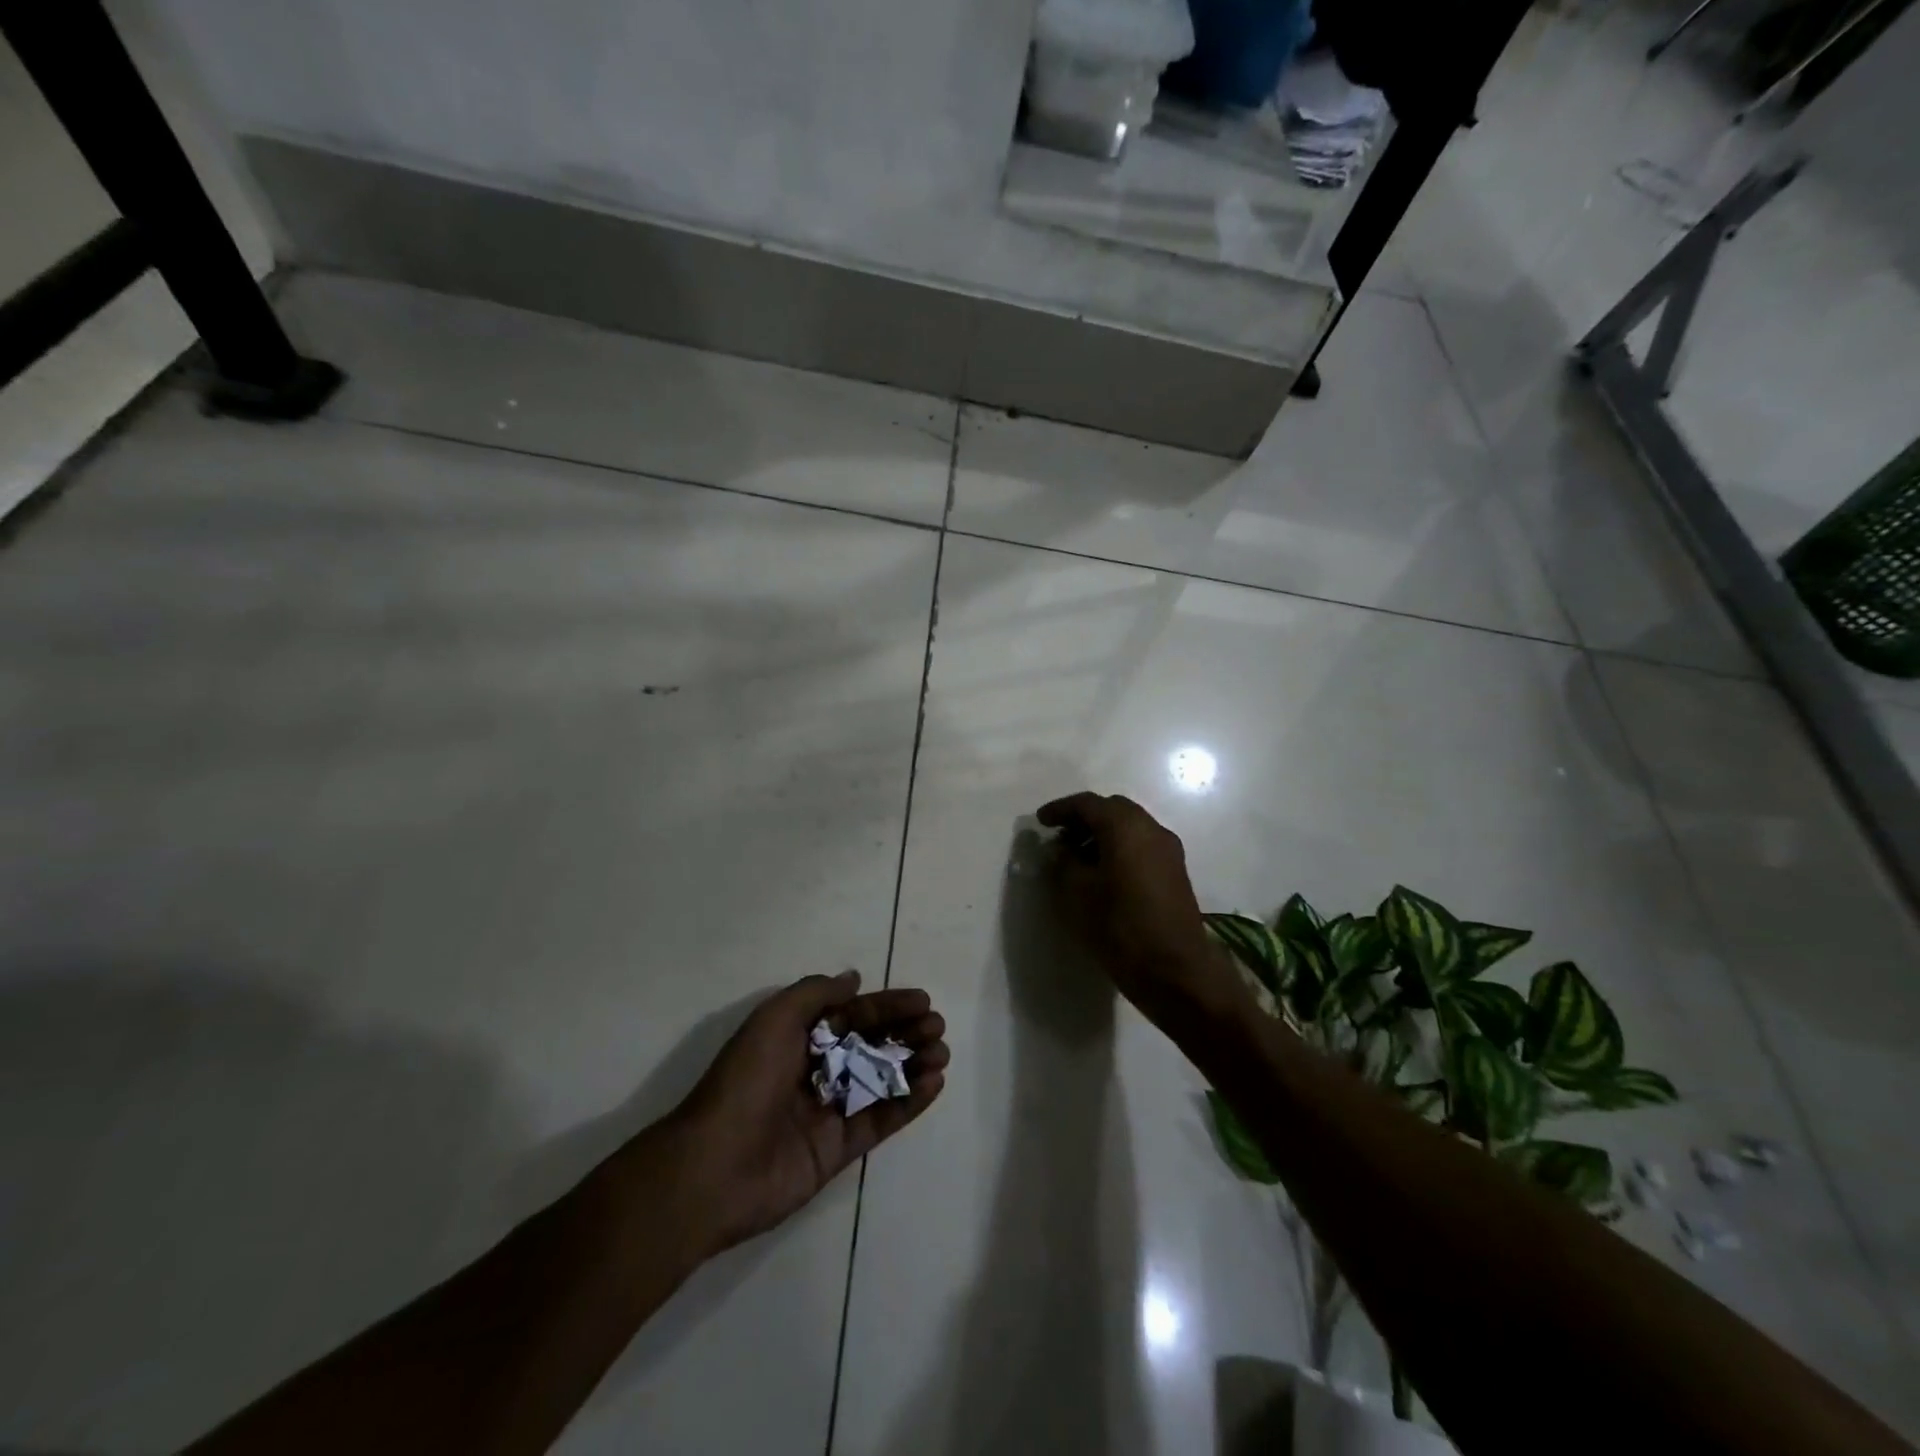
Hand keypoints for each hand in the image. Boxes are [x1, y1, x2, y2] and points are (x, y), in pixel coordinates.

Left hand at [670, 971, 947, 1253]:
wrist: (714, 1167)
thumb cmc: (746, 1081)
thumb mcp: (775, 1019)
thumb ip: (816, 993)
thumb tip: (854, 979)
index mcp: (799, 1037)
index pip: (853, 1015)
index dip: (888, 1006)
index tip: (923, 1001)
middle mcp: (816, 1070)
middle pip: (871, 1045)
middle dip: (906, 1033)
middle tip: (937, 1028)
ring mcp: (829, 1110)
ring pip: (881, 1081)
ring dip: (913, 1064)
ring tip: (941, 1054)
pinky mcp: (839, 1149)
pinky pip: (881, 1120)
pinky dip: (908, 1102)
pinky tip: (933, 1084)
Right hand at [1037, 792, 1233, 1025]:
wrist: (1175, 969)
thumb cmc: (1119, 926)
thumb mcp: (1076, 892)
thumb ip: (1063, 862)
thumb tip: (1062, 849)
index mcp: (1125, 826)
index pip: (1088, 804)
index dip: (1061, 809)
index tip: (1041, 822)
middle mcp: (1151, 829)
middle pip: (1113, 810)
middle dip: (1084, 819)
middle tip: (1059, 837)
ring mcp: (1168, 850)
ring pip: (1130, 828)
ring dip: (1102, 835)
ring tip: (1077, 858)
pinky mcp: (1175, 872)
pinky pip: (1141, 846)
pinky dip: (1119, 848)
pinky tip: (1102, 873)